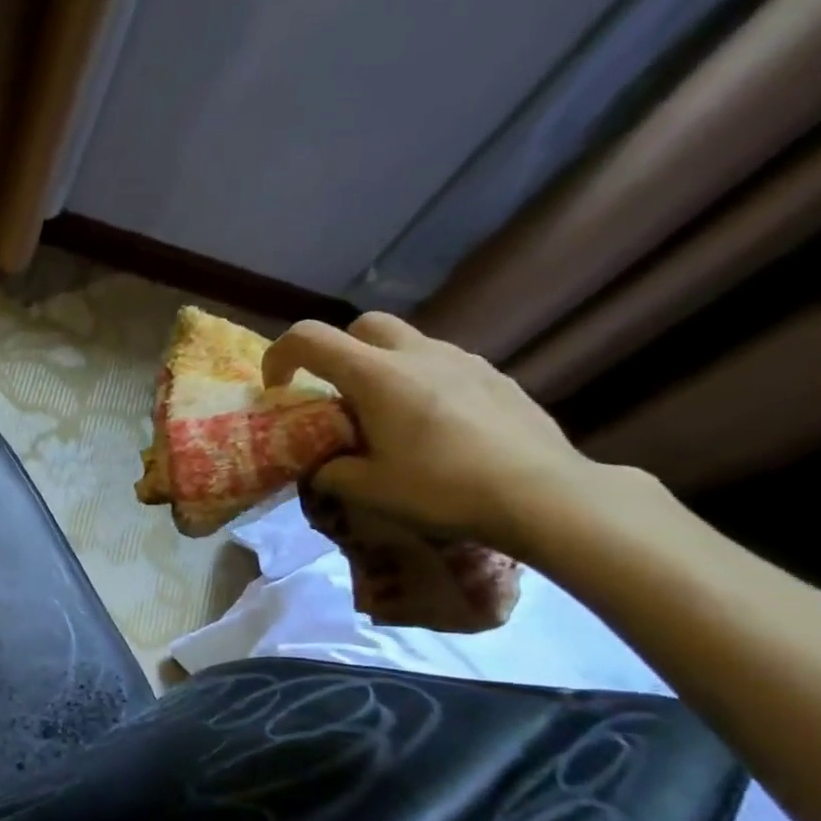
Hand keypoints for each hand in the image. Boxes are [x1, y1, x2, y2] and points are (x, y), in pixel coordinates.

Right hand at [264, 313, 605, 552]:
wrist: (543, 494)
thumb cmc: (442, 488)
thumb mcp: (368, 490)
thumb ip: (330, 471)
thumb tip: (321, 465)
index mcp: (377, 376)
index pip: (311, 338)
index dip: (281, 355)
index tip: (277, 389)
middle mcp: (419, 354)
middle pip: (364, 326)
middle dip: (338, 352)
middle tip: (334, 396)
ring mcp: (464, 361)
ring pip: (408, 344)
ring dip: (382, 369)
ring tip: (385, 418)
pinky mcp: (496, 377)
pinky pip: (443, 366)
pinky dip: (421, 383)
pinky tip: (432, 427)